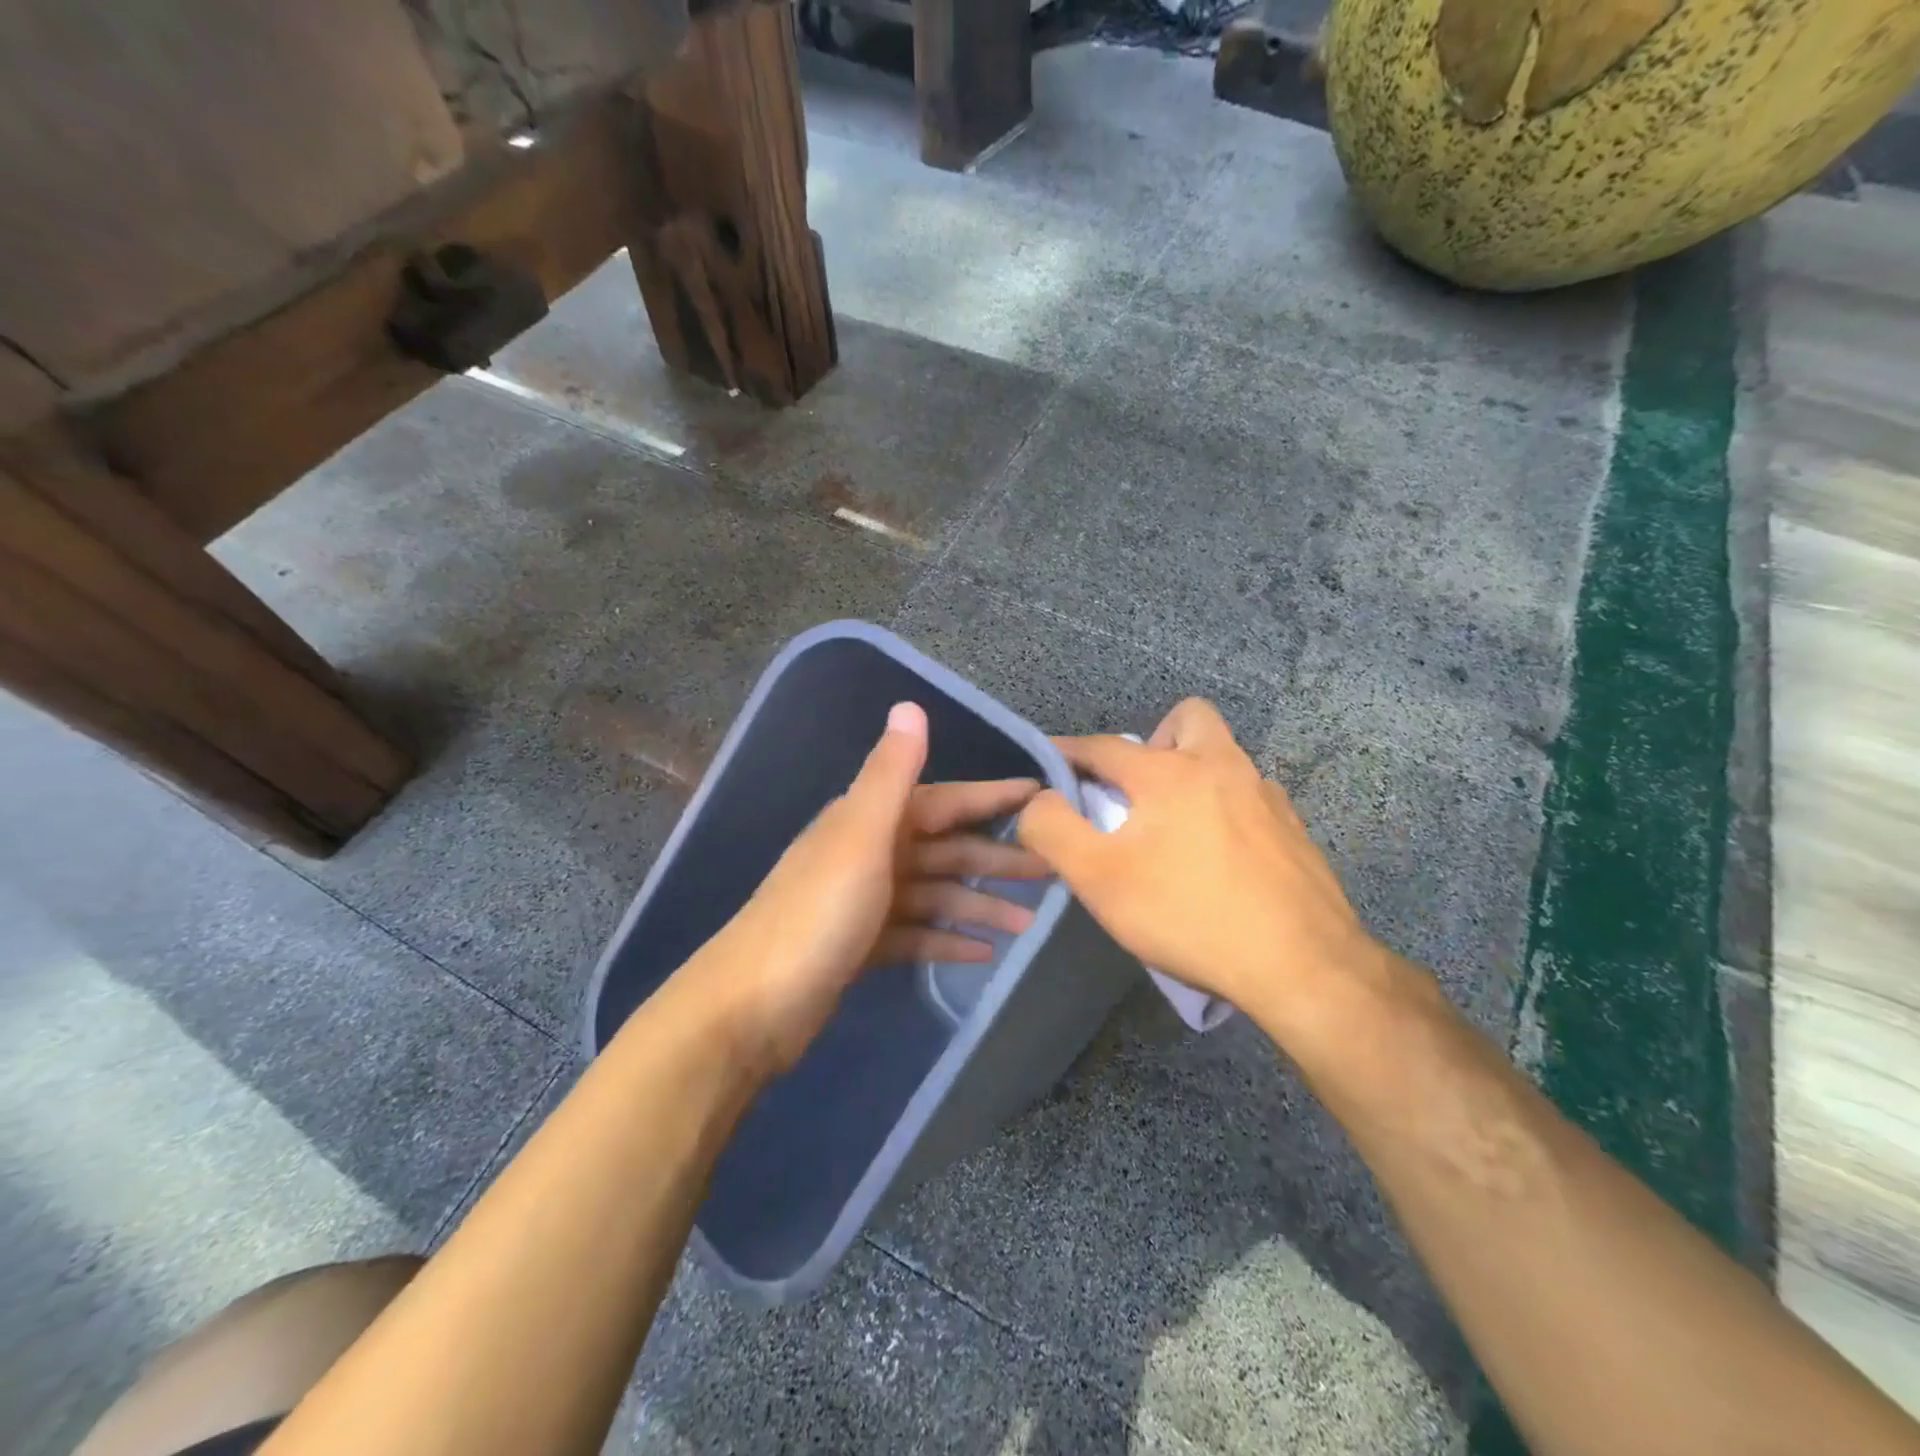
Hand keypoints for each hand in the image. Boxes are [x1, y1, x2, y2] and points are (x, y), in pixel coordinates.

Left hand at [692, 701, 1046, 1073]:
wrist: (751, 1008)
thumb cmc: (816, 916)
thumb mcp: (861, 838)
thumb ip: (890, 774)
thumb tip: (910, 704)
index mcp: (869, 821)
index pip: (944, 800)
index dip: (992, 796)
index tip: (1043, 796)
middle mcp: (868, 853)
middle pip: (945, 849)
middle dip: (996, 858)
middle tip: (1052, 869)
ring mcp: (863, 902)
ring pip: (935, 894)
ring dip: (980, 904)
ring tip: (1030, 922)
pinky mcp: (860, 946)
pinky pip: (917, 934)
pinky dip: (948, 938)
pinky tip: (984, 952)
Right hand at [1015, 698, 1375, 1017]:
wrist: (1301, 966)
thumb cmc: (1188, 915)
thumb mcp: (1099, 879)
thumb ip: (1053, 830)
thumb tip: (1037, 800)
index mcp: (1169, 772)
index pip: (1103, 745)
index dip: (1068, 752)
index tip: (1049, 765)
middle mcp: (1221, 766)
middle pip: (1187, 718)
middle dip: (1153, 740)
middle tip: (1136, 791)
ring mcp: (1265, 795)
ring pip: (1224, 756)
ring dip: (1192, 774)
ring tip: (1176, 829)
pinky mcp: (1294, 829)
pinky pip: (1250, 796)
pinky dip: (1226, 809)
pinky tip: (1221, 857)